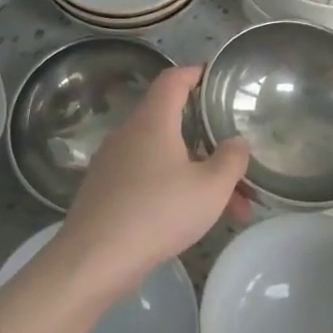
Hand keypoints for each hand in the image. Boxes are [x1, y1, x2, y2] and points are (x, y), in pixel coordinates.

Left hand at [51, 65, 250, 297]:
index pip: (174, 79)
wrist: (94, 259)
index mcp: (153, 120)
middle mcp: (129, 133)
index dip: (196, 73)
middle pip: (173, 122)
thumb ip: (231, 160)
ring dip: (198, 173)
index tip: (216, 78)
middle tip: (238, 162)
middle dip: (209, 141)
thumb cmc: (158, 212)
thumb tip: (236, 142)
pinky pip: (147, 177)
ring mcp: (112, 162)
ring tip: (231, 208)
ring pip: (164, 156)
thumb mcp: (210, 188)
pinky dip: (174, 187)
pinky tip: (193, 218)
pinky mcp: (104, 190)